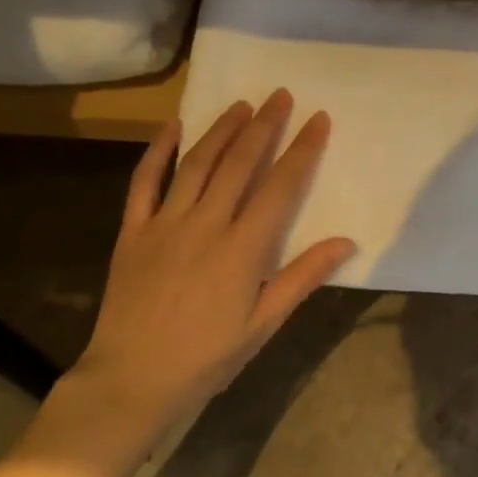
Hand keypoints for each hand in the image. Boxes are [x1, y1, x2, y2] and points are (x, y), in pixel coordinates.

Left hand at [25, 91, 354, 476]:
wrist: (131, 381)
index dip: (302, 149)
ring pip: (196, 164)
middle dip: (264, 126)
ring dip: (221, 130)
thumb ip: (302, 277)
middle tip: (280, 96)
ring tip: (241, 104)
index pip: (281, 186)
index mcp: (243, 249)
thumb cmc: (207, 358)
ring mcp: (165, 224)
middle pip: (240, 163)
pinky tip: (172, 127)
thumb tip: (346, 242)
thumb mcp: (264, 324)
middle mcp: (205, 225)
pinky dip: (157, 152)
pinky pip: (144, 183)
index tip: (318, 119)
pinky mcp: (133, 232)